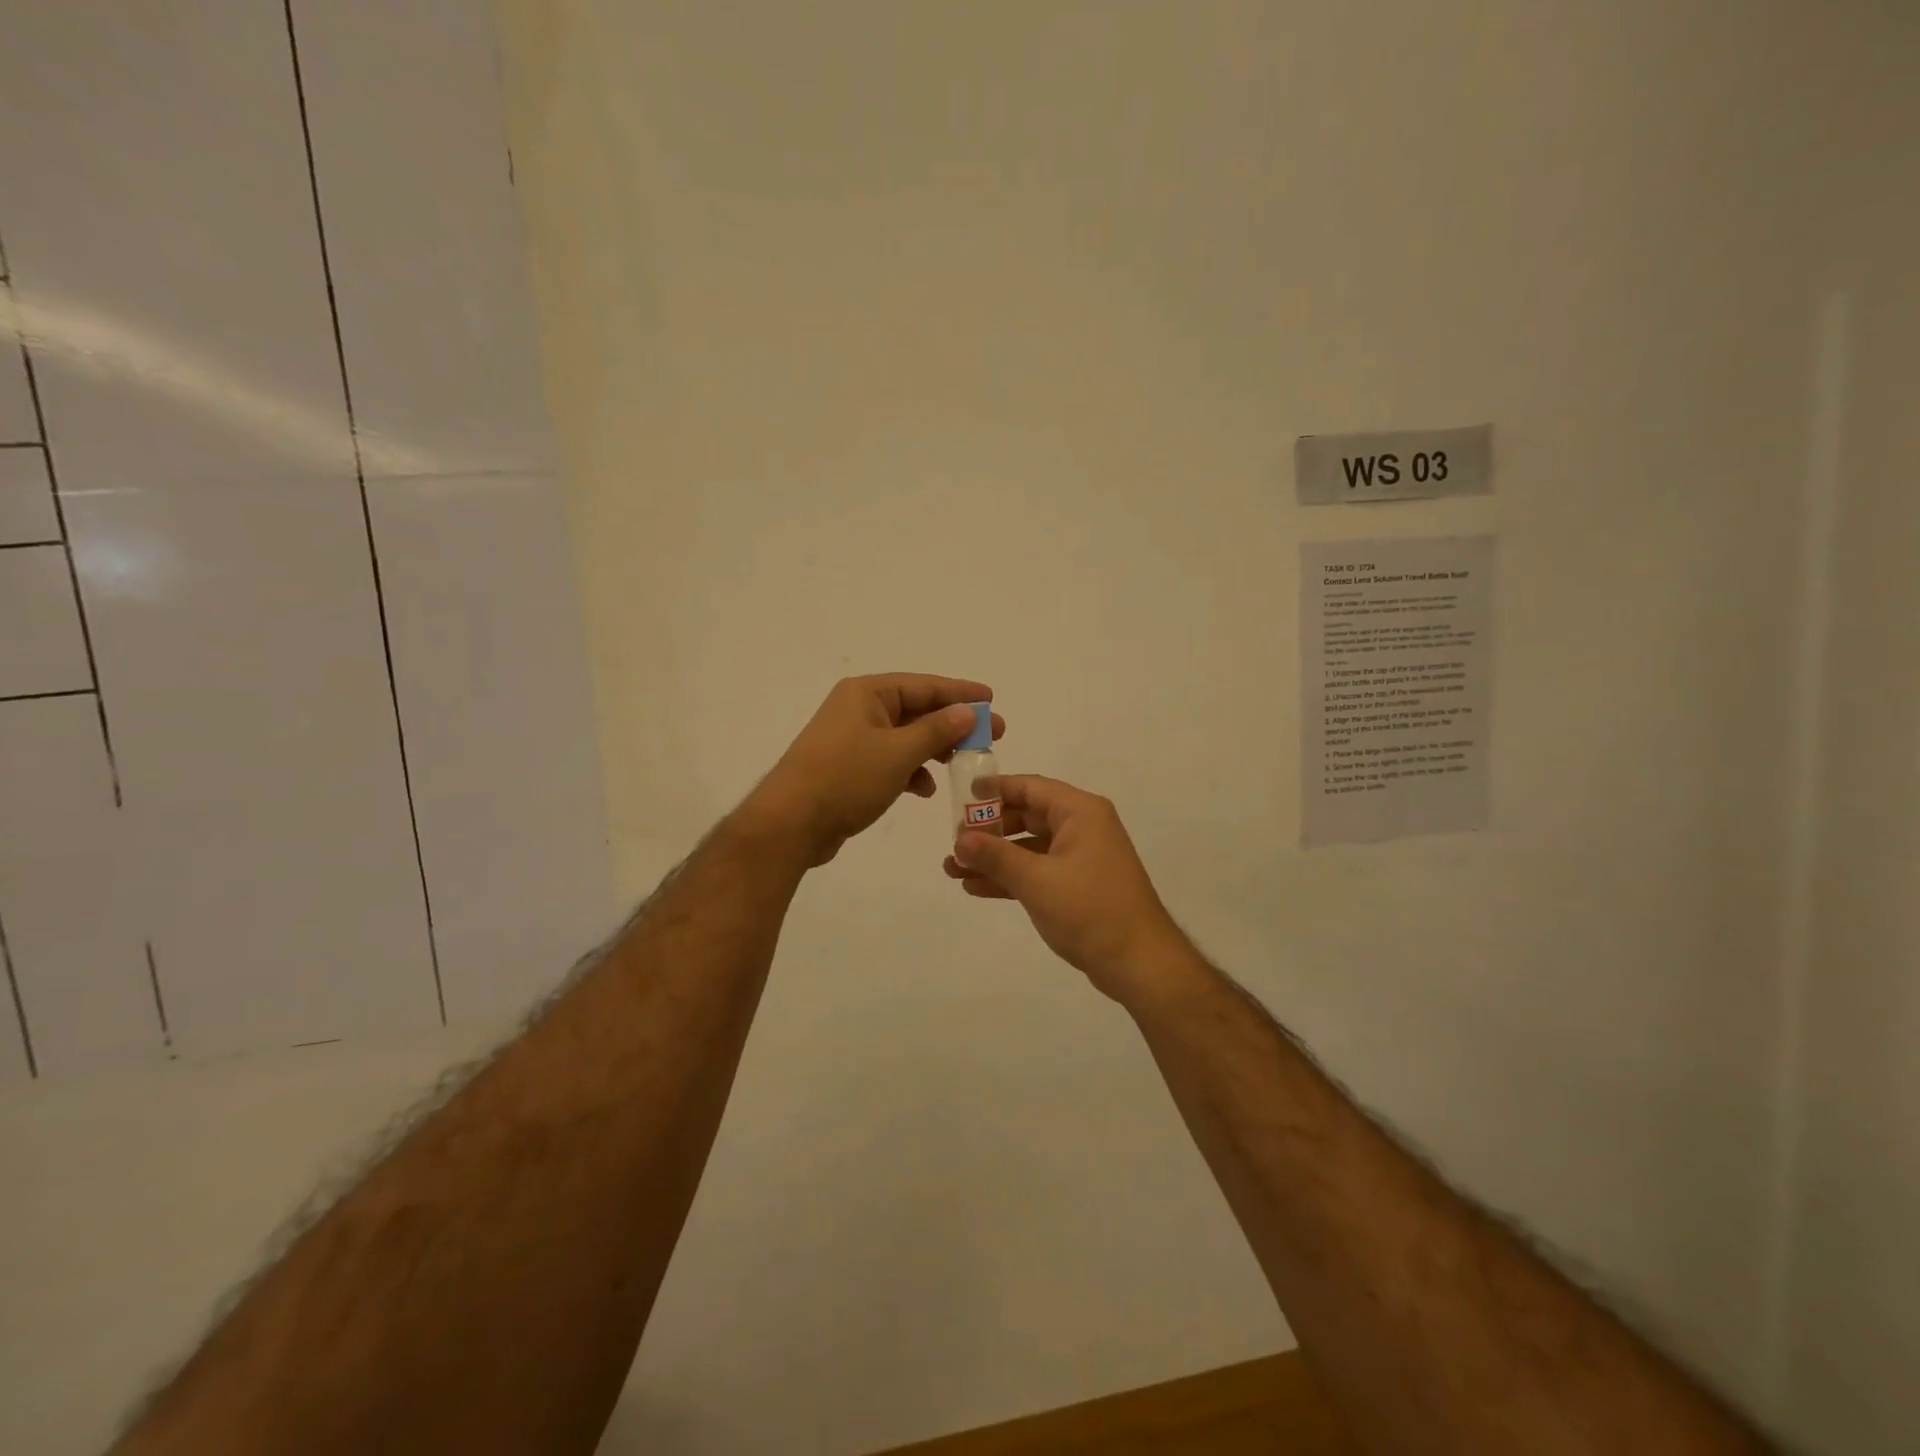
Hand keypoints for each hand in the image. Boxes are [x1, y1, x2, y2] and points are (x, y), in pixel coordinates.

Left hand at [743, 674, 1004, 865]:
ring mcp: (853, 739)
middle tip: (992, 737)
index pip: (924, 685)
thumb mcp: (898, 753)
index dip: (961, 693)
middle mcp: (859, 709)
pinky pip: (891, 760)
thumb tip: (967, 711)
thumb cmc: (845, 779)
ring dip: (934, 750)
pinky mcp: (850, 768)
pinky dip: (911, 771)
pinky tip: (925, 789)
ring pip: (906, 737)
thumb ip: (936, 730)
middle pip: (917, 710)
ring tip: (964, 764)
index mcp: (867, 693)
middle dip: (954, 725)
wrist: (790, 824)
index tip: (992, 700)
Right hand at [943, 775, 1194, 1003]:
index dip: (995, 789)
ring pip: (1029, 847)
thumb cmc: (1089, 910)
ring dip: (994, 858)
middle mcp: (1082, 827)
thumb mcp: (1036, 880)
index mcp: (1080, 812)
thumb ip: (995, 856)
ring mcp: (1081, 857)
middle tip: (954, 842)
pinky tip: (976, 888)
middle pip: (1027, 816)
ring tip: (953, 870)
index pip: (1030, 787)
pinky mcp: (1078, 885)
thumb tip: (960, 839)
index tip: (961, 796)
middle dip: (988, 830)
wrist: (1139, 963)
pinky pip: (1037, 871)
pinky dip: (1010, 877)